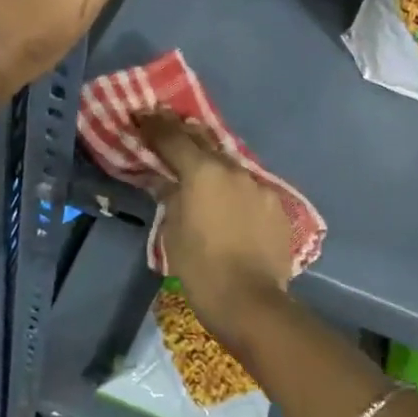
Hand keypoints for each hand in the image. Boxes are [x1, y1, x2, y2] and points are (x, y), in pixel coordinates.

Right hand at [140, 111, 293, 347]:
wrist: (251, 302)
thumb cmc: (200, 268)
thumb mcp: (172, 231)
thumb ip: (169, 196)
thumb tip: (165, 180)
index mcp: (203, 172)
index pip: (173, 138)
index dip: (154, 125)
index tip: (141, 114)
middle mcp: (233, 169)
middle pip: (204, 142)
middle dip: (183, 133)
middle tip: (167, 127)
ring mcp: (259, 185)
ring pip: (229, 164)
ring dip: (211, 161)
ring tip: (198, 166)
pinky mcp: (276, 205)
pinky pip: (248, 186)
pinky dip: (233, 186)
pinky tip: (227, 200)